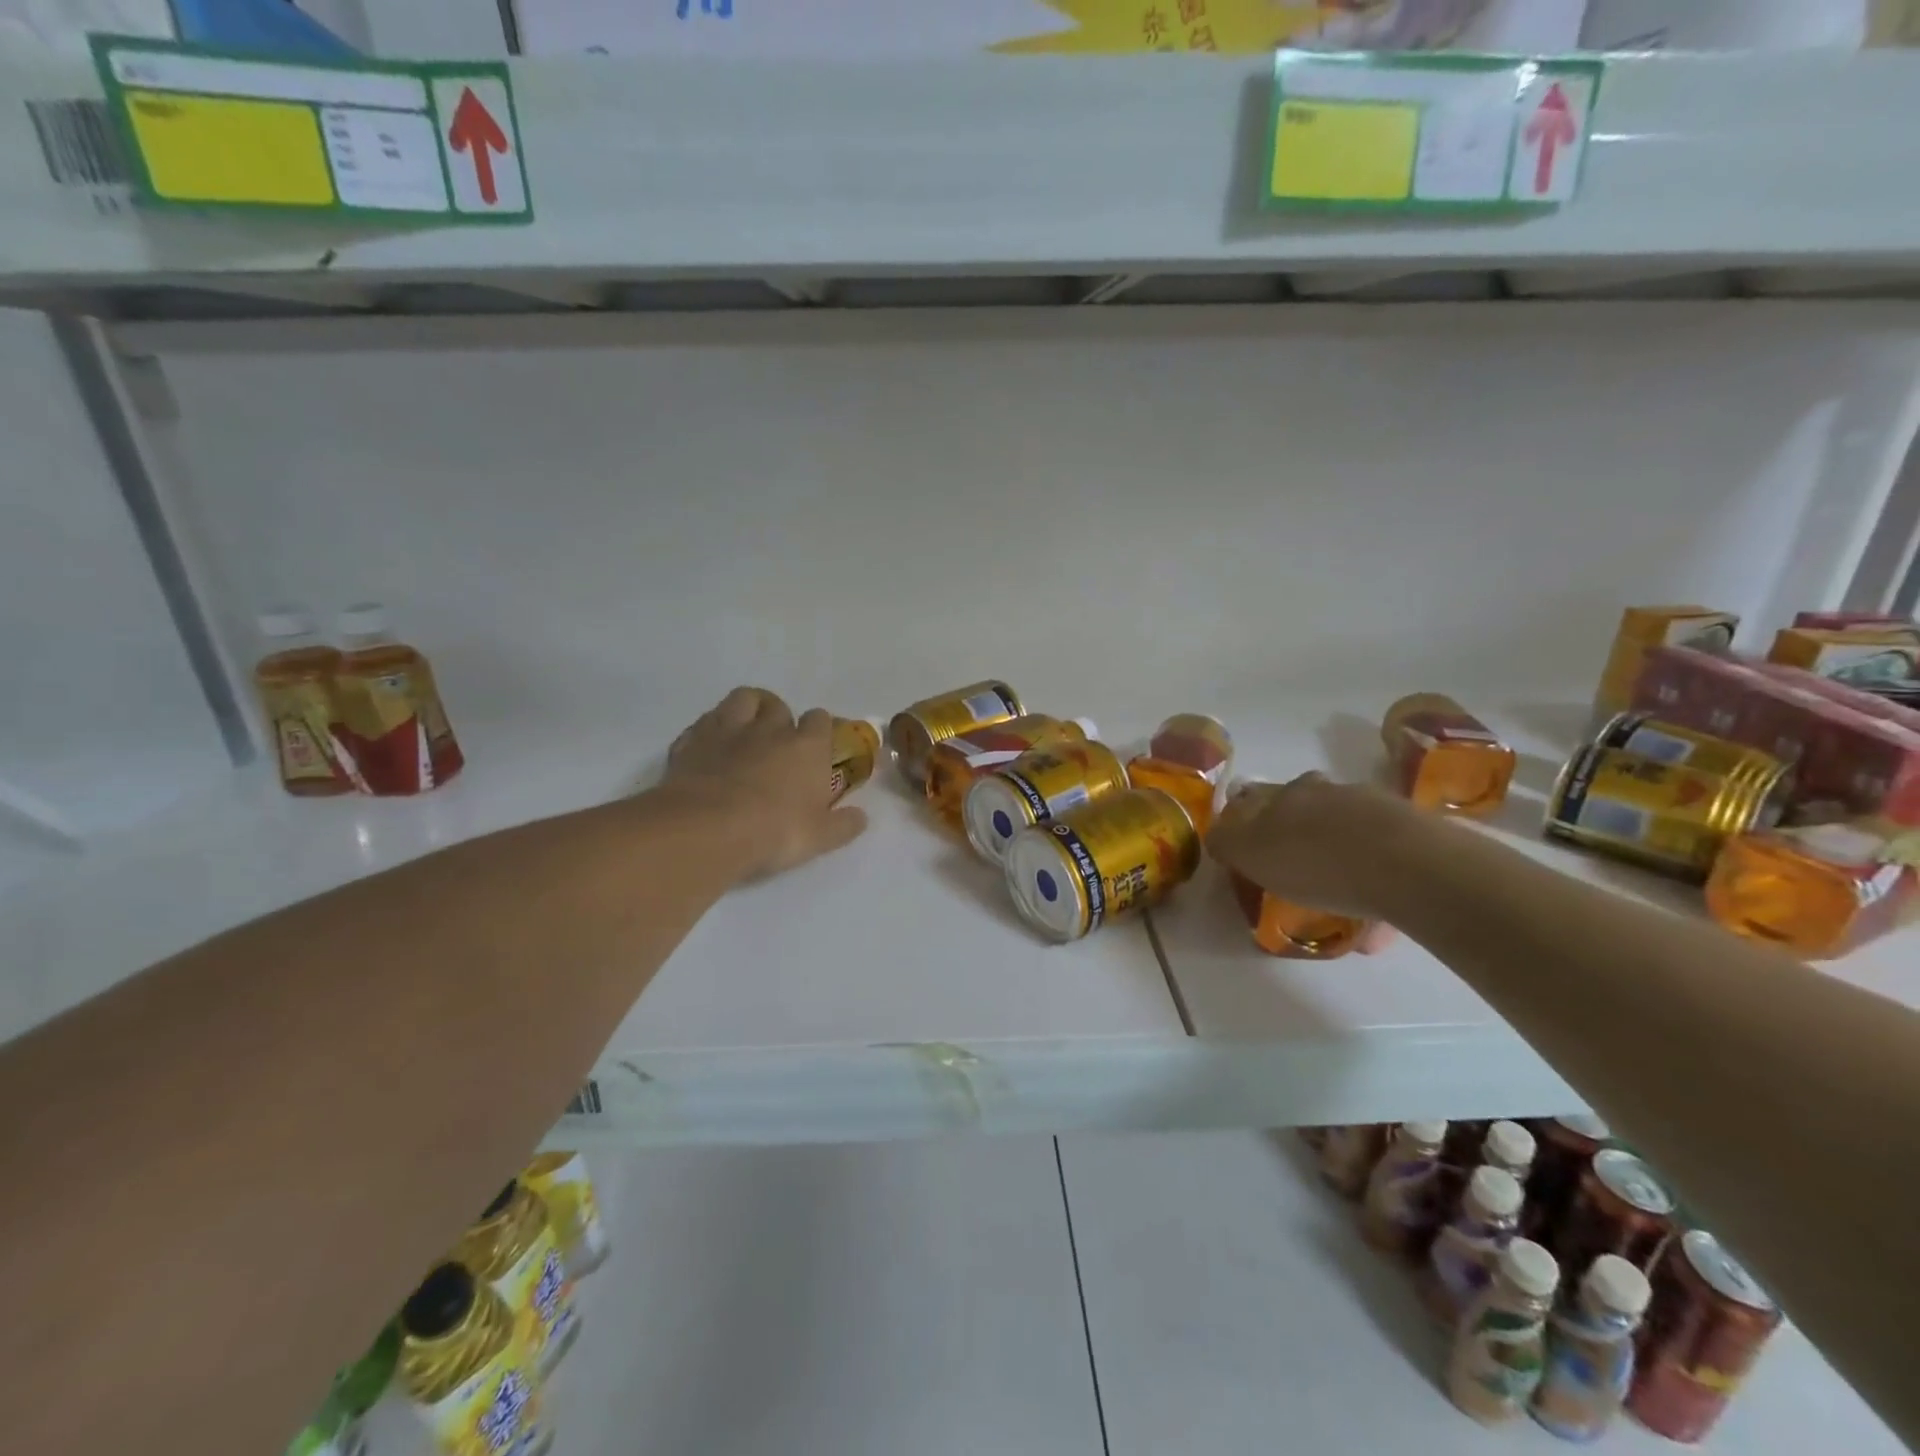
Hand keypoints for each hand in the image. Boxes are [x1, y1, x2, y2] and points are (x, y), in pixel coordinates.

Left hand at [663, 688, 867, 879]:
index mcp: (807, 746)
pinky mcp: (692, 741)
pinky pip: (704, 722)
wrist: (707, 829)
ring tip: (746, 730)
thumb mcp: (819, 837)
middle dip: (781, 718)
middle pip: (779, 706)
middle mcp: (770, 729)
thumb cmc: (775, 831)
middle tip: (778, 745)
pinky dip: (710, 731)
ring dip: (748, 709)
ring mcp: (728, 730)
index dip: (819, 731)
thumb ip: (843, 825)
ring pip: (743, 698)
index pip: (820, 720)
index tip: (817, 749)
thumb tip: (861, 817)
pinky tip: (710, 749)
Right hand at [1206, 772, 1426, 921]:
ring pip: (1346, 833)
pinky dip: (1374, 887)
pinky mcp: (1414, 834)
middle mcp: (1326, 793)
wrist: (1410, 866)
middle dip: (1295, 833)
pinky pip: (1384, 862)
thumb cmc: (1316, 861)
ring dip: (1338, 860)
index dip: (1244, 818)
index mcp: (1284, 795)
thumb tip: (1216, 835)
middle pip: (1302, 809)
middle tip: (1292, 868)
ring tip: (1338, 903)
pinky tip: (1374, 925)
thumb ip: (1228, 842)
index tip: (1244, 844)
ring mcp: (1373, 808)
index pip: (1254, 798)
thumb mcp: (1251, 853)